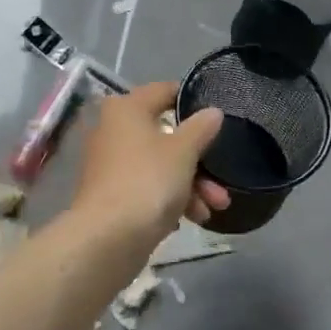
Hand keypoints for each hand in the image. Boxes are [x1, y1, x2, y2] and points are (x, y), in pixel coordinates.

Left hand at [71, 82, 229, 245]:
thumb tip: (213, 112)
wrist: (107, 238)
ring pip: (161, 165)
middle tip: (222, 180)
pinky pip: (149, 187)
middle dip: (199, 161)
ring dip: (192, 185)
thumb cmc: (147, 181)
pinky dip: (172, 198)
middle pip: (167, 135)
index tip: (217, 117)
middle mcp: (114, 130)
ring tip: (214, 208)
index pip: (164, 91)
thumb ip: (201, 128)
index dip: (192, 100)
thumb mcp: (183, 151)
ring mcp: (112, 164)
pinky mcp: (113, 194)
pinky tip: (194, 218)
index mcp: (127, 109)